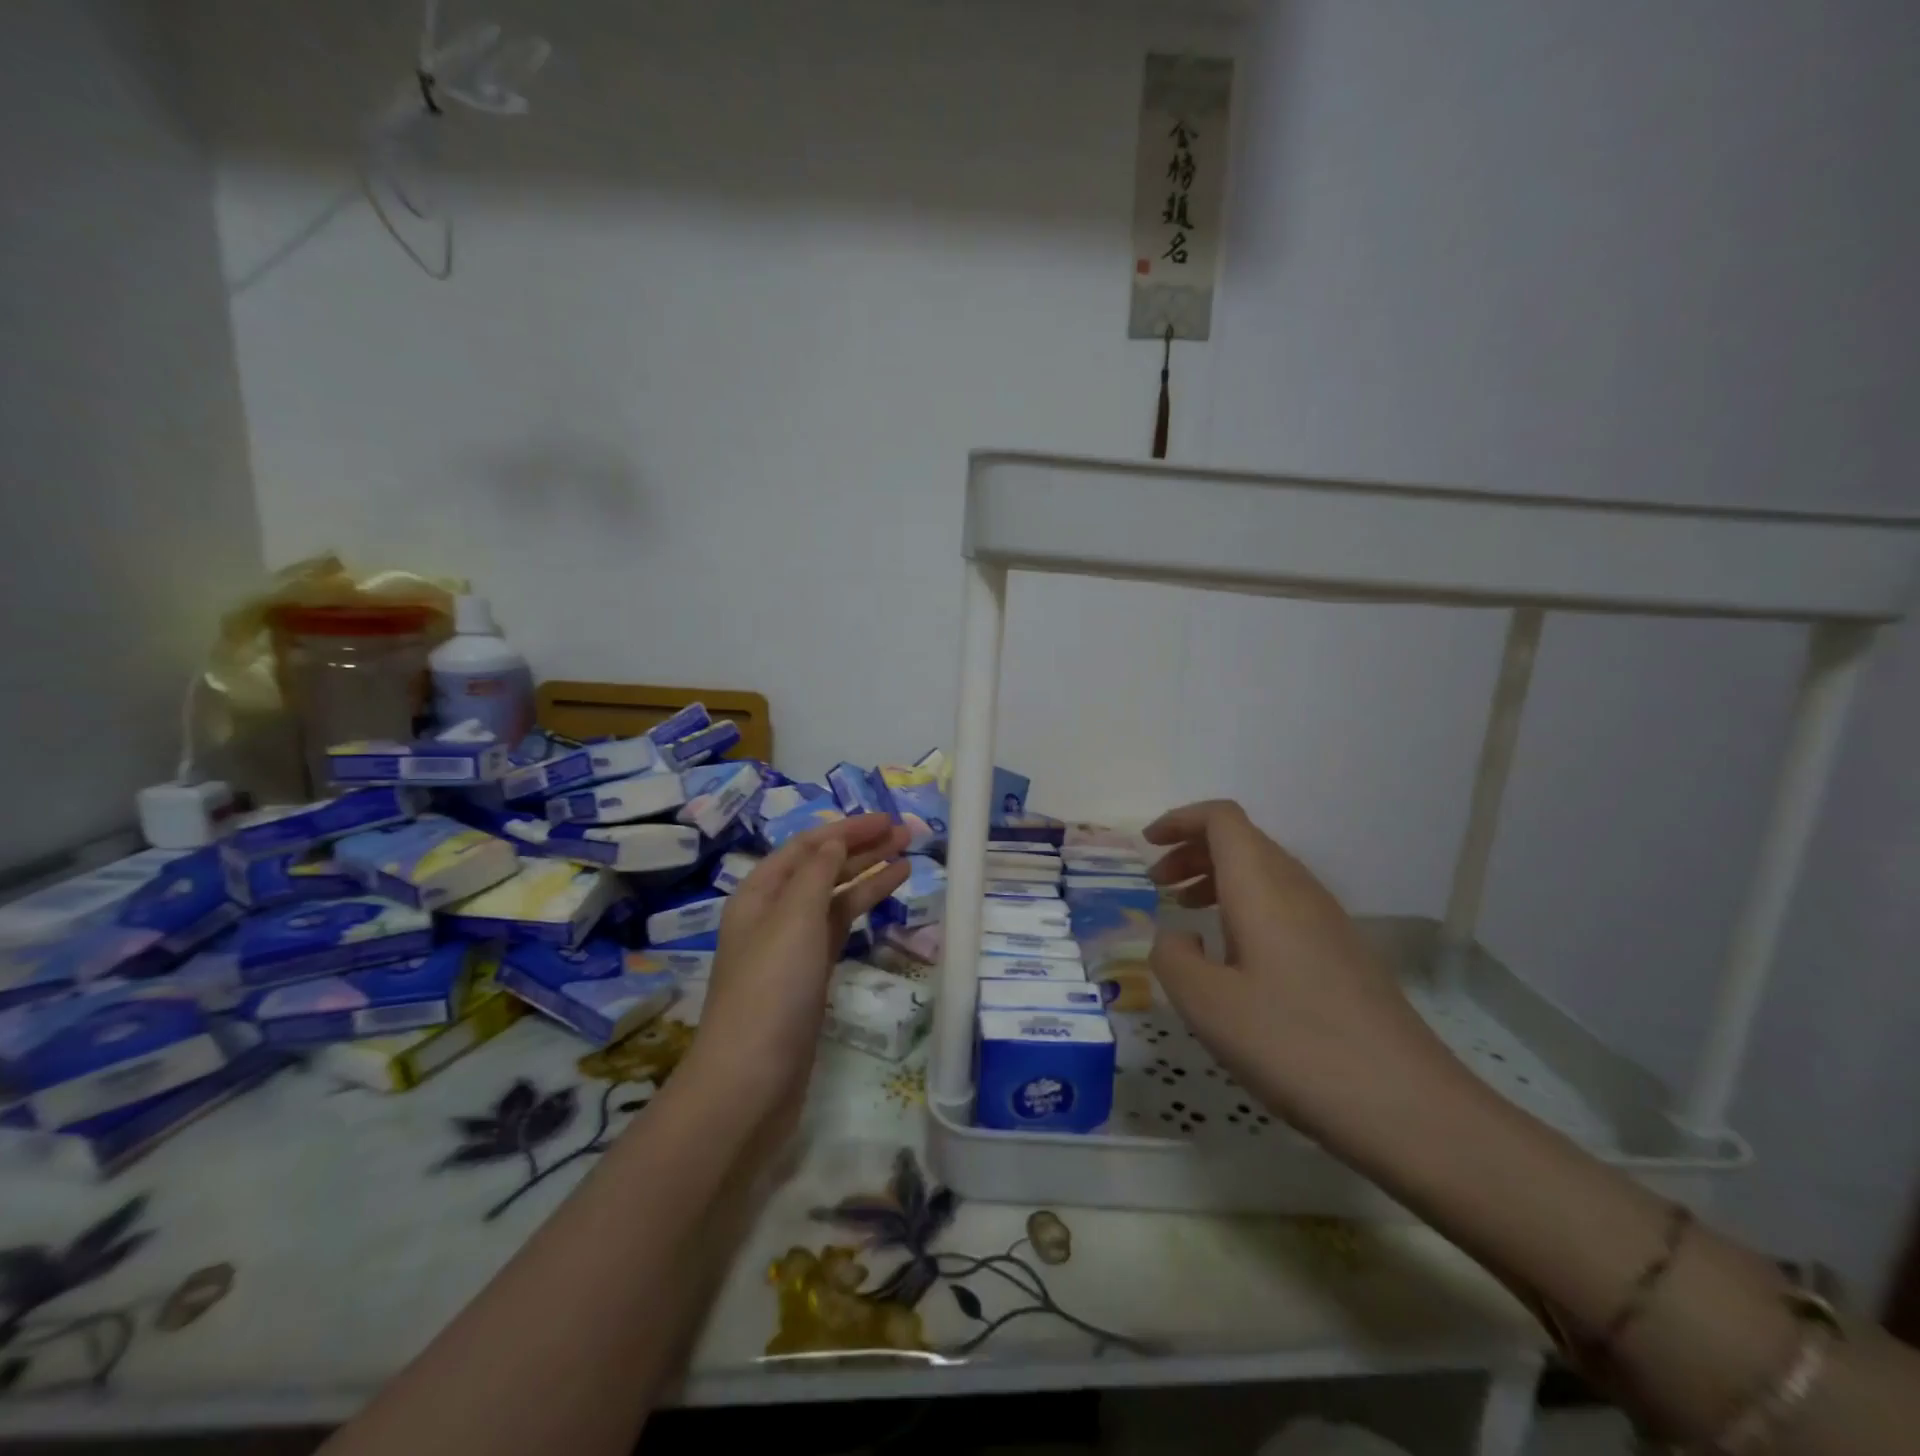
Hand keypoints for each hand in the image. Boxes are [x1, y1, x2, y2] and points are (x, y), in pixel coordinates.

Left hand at [687, 815, 910, 1109]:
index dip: (848, 829)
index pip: (807, 845)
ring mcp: (793, 946)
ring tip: (908, 859)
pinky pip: (839, 927)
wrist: (751, 1079)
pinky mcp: (810, 976)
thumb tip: (834, 840)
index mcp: (759, 892)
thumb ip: (817, 873)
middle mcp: (774, 913)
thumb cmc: (771, 989)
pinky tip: (886, 897)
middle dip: (862, 848)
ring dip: (867, 874)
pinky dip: (862, 908)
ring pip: (834, 897)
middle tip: (908, 834)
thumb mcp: (794, 918)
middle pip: (822, 867)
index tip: (889, 819)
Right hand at [1144, 800, 1463, 1142]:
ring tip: (1186, 912)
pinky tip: (1233, 955)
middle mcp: (1298, 889)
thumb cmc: (1295, 1045)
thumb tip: (1177, 936)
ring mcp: (1327, 921)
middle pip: (1243, 841)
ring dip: (1218, 879)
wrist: (1408, 1106)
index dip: (1181, 820)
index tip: (1147, 845)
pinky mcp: (1342, 952)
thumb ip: (1173, 958)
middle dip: (1193, 850)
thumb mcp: (1207, 1006)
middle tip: (1158, 885)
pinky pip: (1283, 904)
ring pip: (1264, 872)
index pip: (1222, 819)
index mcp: (1263, 887)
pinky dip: (1244, 907)